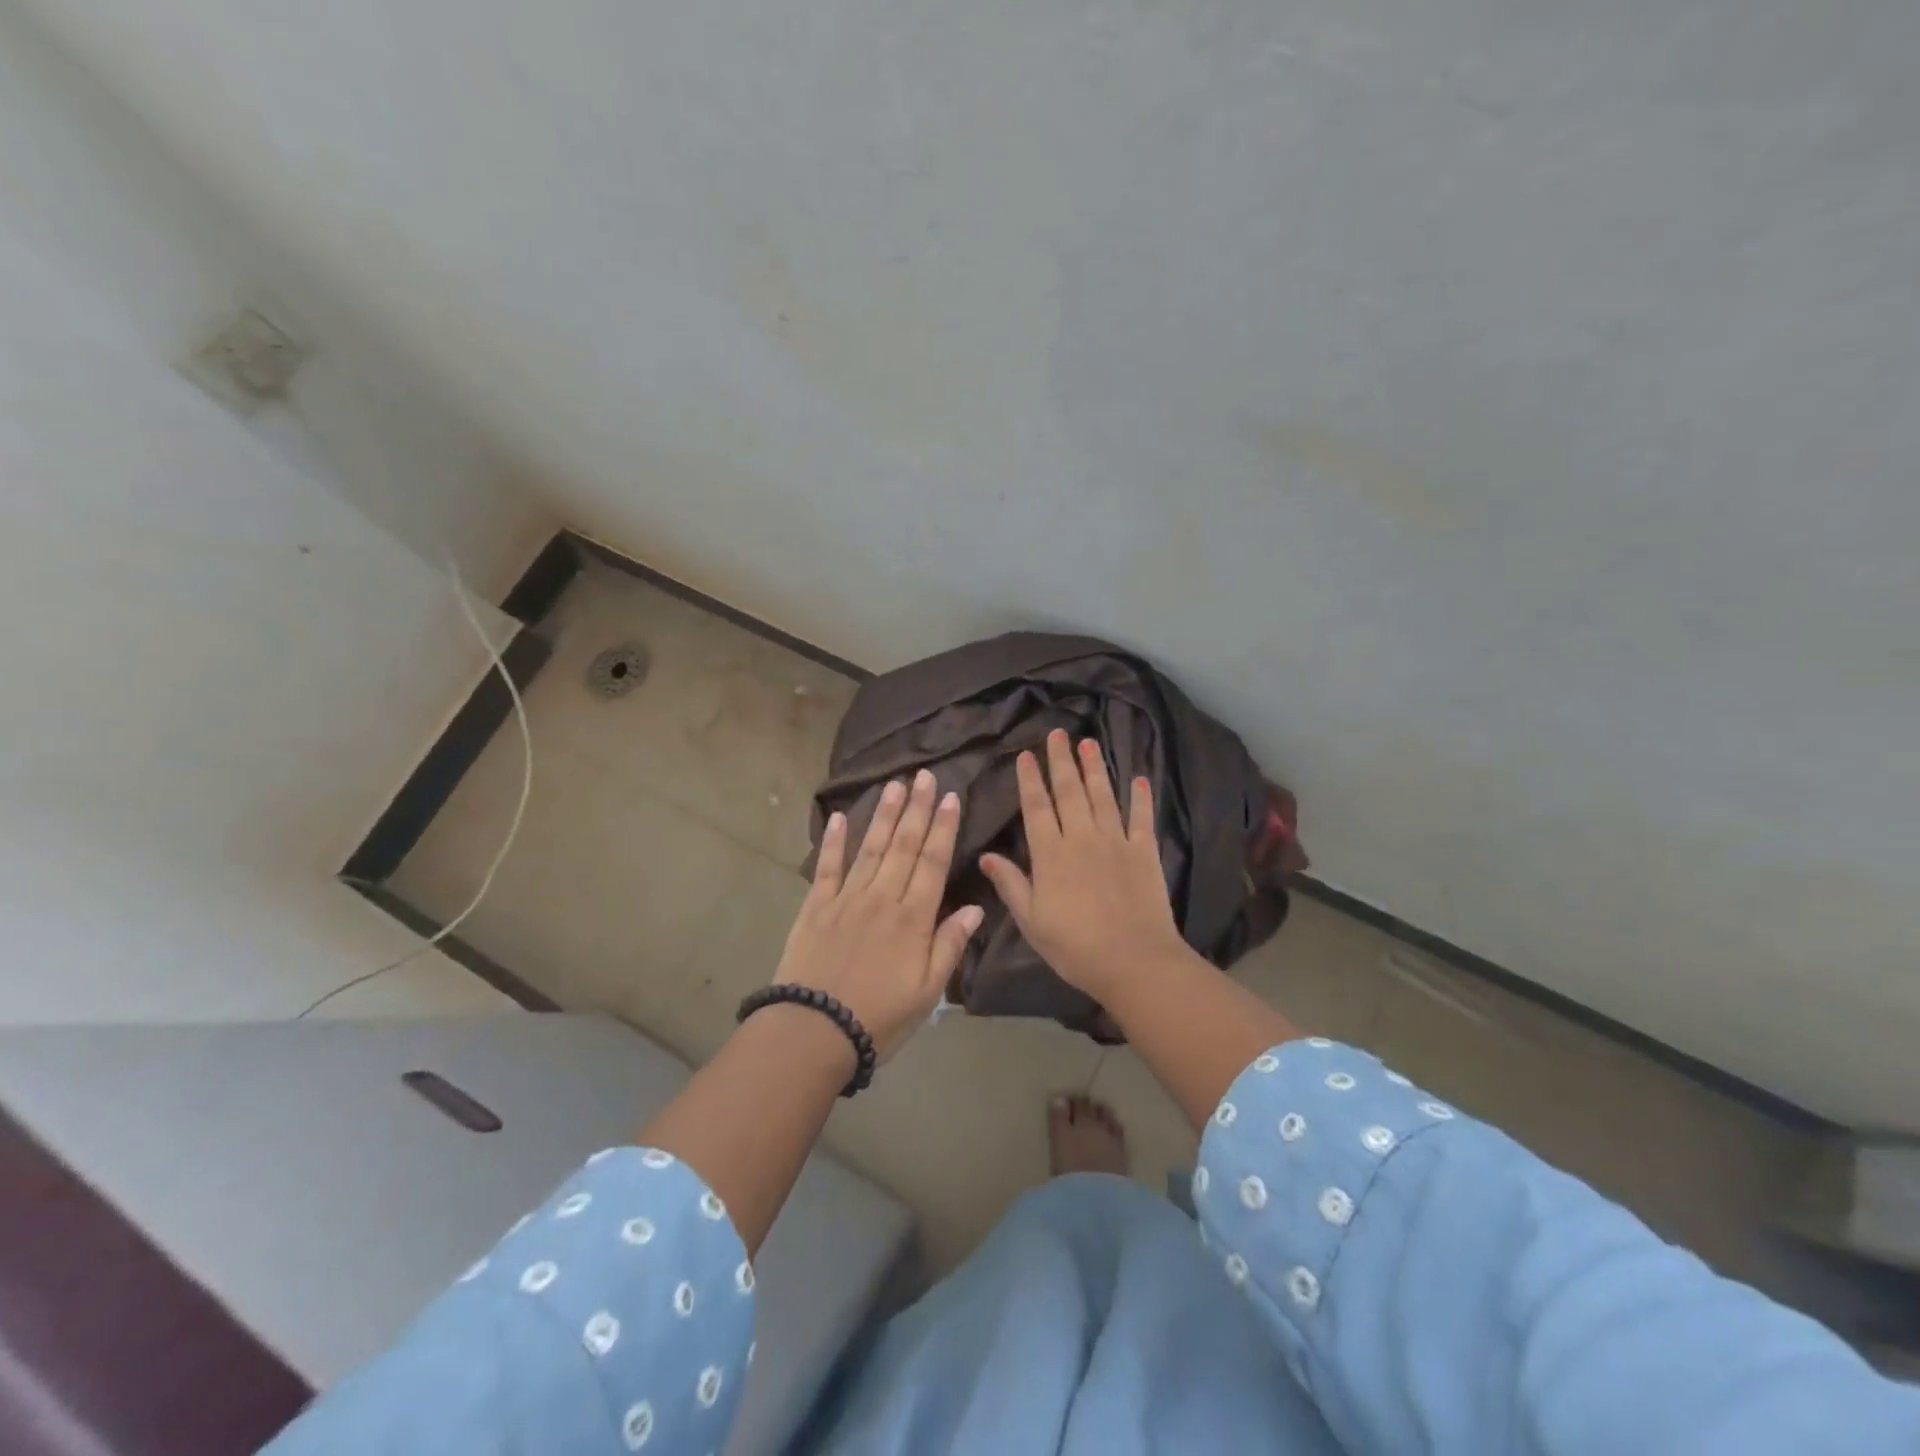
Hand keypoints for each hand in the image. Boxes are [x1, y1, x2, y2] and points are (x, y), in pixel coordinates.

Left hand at [774, 769, 983, 1060]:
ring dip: (883, 814)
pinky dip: (833, 841)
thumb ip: (950, 945)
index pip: (932, 862)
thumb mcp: (927, 991)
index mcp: (912, 918)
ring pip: (869, 848)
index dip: (942, 828)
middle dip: (916, 808)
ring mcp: (845, 898)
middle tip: (924, 774)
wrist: (813, 1031)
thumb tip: (976, 907)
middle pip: (903, 845)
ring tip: (894, 784)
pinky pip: (827, 867)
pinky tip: (838, 816)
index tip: (949, 796)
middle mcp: (881, 898)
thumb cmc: (879, 1018)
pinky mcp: (815, 906)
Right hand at [980, 731, 1187, 999]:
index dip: (1030, 780)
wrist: (1133, 961)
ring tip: (1089, 742)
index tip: (1026, 755)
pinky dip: (1140, 798)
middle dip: (1061, 761)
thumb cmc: (1075, 946)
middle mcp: (1082, 838)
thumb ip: (1011, 884)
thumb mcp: (1031, 921)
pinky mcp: (1144, 852)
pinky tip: (1138, 779)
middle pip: (1070, 792)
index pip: (1037, 808)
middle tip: (1058, 733)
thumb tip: (987, 855)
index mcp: (1051, 854)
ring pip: (1103, 796)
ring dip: (1095, 768)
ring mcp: (1116, 842)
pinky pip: (1141, 818)